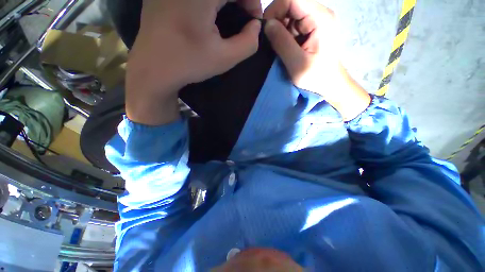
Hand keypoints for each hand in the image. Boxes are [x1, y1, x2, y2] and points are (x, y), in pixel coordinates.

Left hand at [126, 0, 261, 124]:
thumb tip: (255, 26)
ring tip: (228, 17)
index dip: (252, 1)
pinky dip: (208, 4)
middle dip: (239, 0)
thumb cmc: (189, 64)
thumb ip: (249, 43)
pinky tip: (208, 16)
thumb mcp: (225, 59)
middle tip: (243, 19)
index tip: (253, 20)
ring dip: (224, 2)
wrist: (153, 69)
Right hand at [264, 0, 370, 120]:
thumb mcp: (297, 63)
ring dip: (279, 30)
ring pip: (288, 15)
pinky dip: (283, 36)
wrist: (329, 84)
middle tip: (270, 43)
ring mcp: (314, 21)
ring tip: (278, 49)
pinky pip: (291, 25)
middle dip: (276, 21)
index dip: (274, 10)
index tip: (265, 30)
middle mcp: (318, 14)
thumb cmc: (316, 78)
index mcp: (320, 18)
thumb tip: (266, 25)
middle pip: (289, 5)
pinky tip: (284, 48)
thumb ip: (282, 42)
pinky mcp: (310, 29)